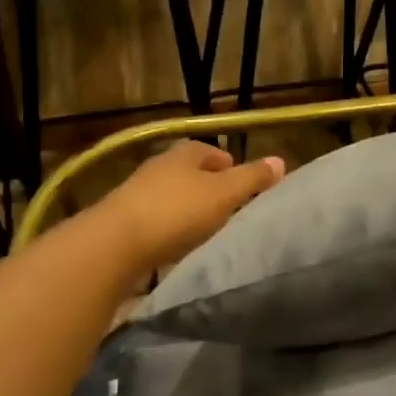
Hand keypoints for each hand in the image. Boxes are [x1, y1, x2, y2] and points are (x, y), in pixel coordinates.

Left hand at [95, 140, 285, 274]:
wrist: (115, 244)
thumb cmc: (177, 212)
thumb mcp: (223, 194)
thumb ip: (252, 178)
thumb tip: (280, 160)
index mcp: (183, 154)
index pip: (209, 151)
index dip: (227, 163)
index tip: (241, 182)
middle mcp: (158, 166)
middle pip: (188, 171)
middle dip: (207, 185)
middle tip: (227, 206)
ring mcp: (136, 192)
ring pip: (170, 194)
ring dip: (186, 206)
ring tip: (205, 227)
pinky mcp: (123, 219)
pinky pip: (154, 217)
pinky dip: (168, 226)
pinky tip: (176, 243)